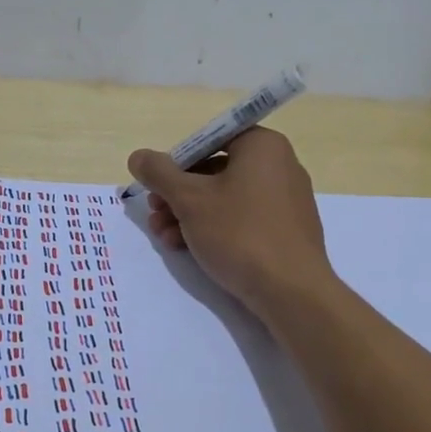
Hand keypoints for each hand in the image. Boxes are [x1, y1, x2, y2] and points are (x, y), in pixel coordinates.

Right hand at [129, 127, 335, 317]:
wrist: (292, 292)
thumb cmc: (239, 233)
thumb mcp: (189, 200)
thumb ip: (159, 173)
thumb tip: (138, 156)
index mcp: (262, 146)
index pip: (209, 139)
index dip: (177, 160)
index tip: (157, 185)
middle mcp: (279, 165)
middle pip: (214, 170)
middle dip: (178, 193)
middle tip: (154, 212)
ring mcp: (285, 199)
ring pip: (225, 198)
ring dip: (188, 214)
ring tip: (164, 237)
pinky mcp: (286, 230)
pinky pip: (242, 219)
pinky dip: (214, 228)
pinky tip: (187, 248)